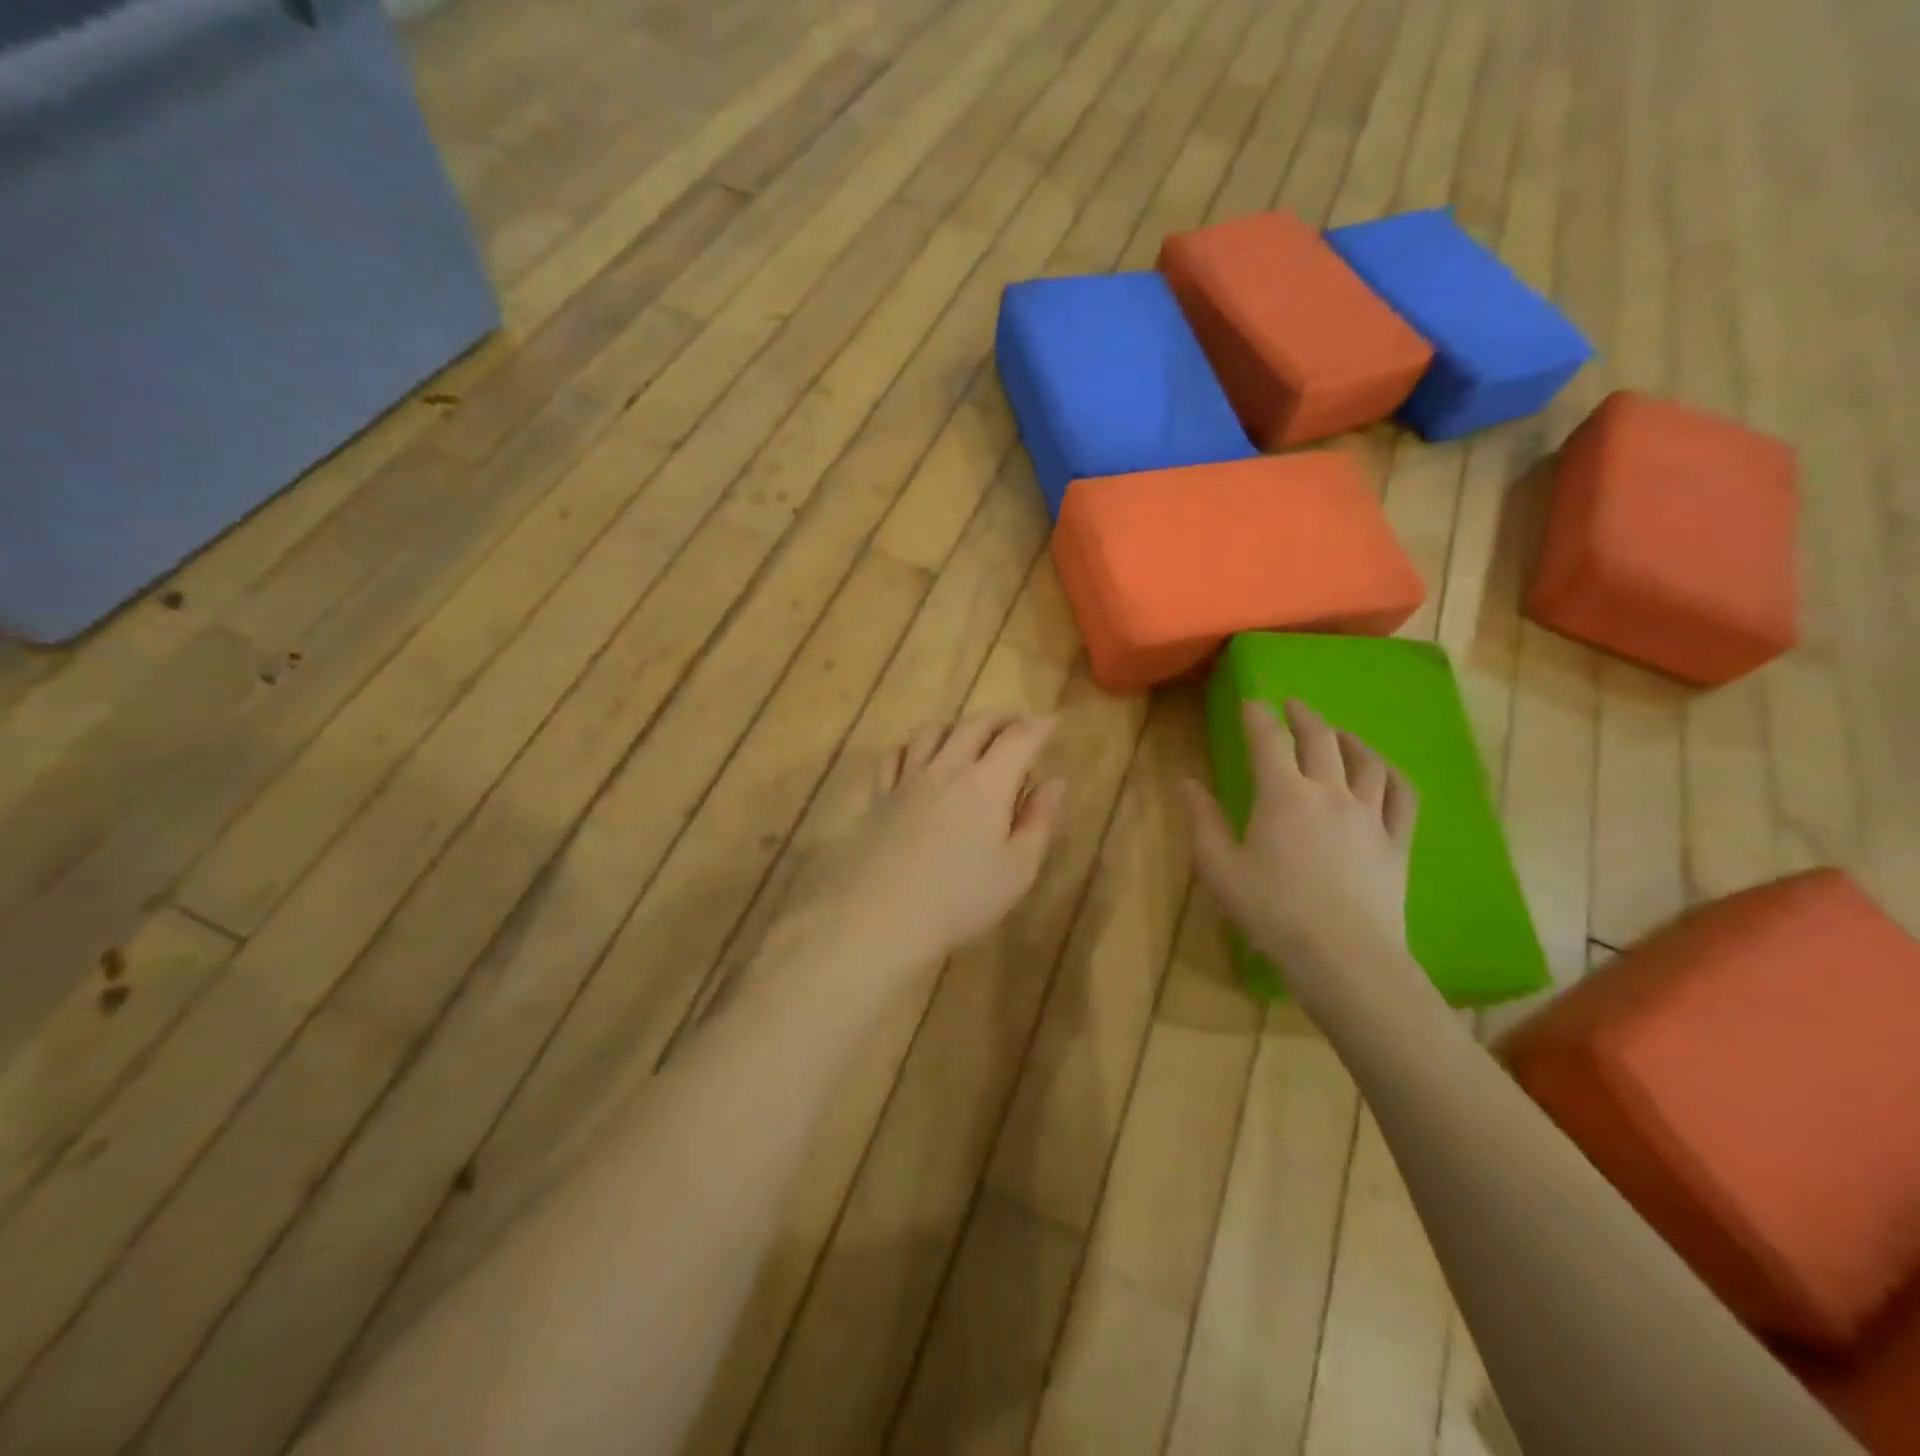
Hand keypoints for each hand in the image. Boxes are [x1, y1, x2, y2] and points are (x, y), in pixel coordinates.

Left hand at [789, 714, 1065, 976]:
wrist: (884, 916)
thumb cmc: (961, 898)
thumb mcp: (1018, 869)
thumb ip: (1039, 821)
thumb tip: (1055, 782)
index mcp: (987, 784)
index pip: (1019, 739)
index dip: (1039, 727)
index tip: (1052, 723)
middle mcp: (947, 768)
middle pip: (975, 725)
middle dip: (1002, 717)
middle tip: (1018, 722)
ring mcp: (908, 779)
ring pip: (933, 732)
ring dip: (958, 724)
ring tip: (970, 733)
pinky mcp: (880, 796)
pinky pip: (895, 755)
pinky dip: (912, 746)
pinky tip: (917, 755)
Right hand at [1184, 699, 1421, 1000]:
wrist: (1344, 956)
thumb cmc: (1272, 911)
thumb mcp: (1221, 869)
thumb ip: (1203, 821)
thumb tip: (1187, 783)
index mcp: (1283, 795)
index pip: (1269, 740)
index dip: (1258, 717)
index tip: (1250, 703)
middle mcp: (1330, 792)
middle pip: (1321, 738)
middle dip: (1303, 716)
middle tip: (1292, 706)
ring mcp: (1370, 815)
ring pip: (1366, 760)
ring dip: (1348, 738)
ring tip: (1337, 733)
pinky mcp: (1397, 841)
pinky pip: (1402, 795)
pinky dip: (1391, 775)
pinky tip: (1383, 772)